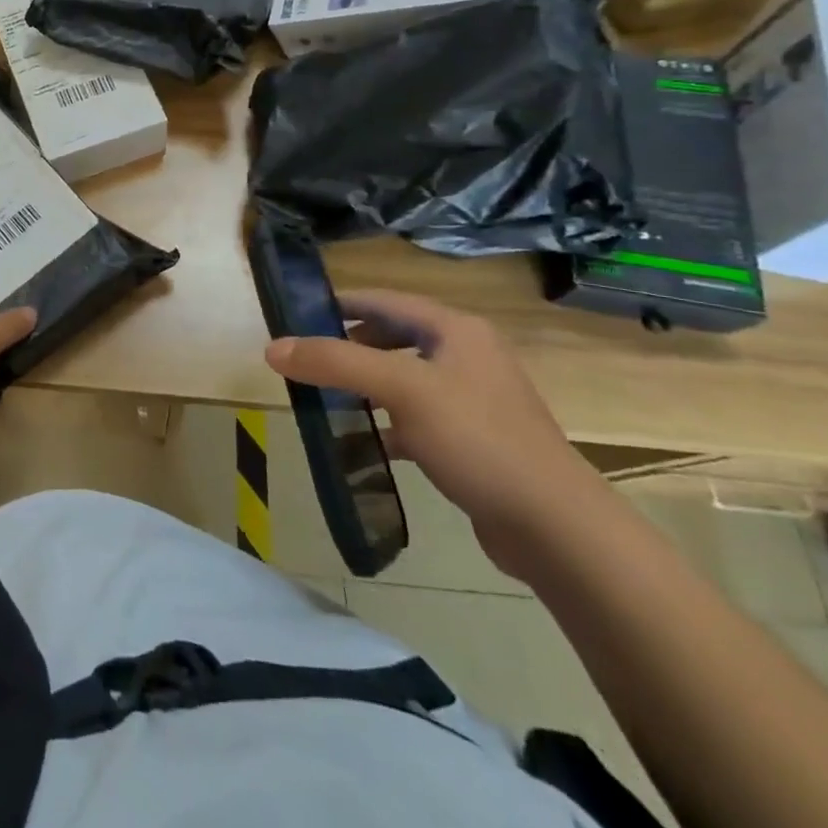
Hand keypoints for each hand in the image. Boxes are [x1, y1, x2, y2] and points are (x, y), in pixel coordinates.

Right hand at [263, 289, 605, 579]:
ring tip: (324, 396)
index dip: (338, 304)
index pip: (383, 300)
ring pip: (402, 377)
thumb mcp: (400, 390)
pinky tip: (364, 440)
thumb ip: (335, 362)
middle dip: (348, 345)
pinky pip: (416, 415)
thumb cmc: (477, 438)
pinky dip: (386, 421)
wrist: (555, 527)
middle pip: (393, 336)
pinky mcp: (473, 439)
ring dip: (364, 383)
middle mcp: (466, 354)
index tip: (294, 315)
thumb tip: (272, 347)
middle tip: (306, 360)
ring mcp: (472, 398)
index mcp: (455, 329)